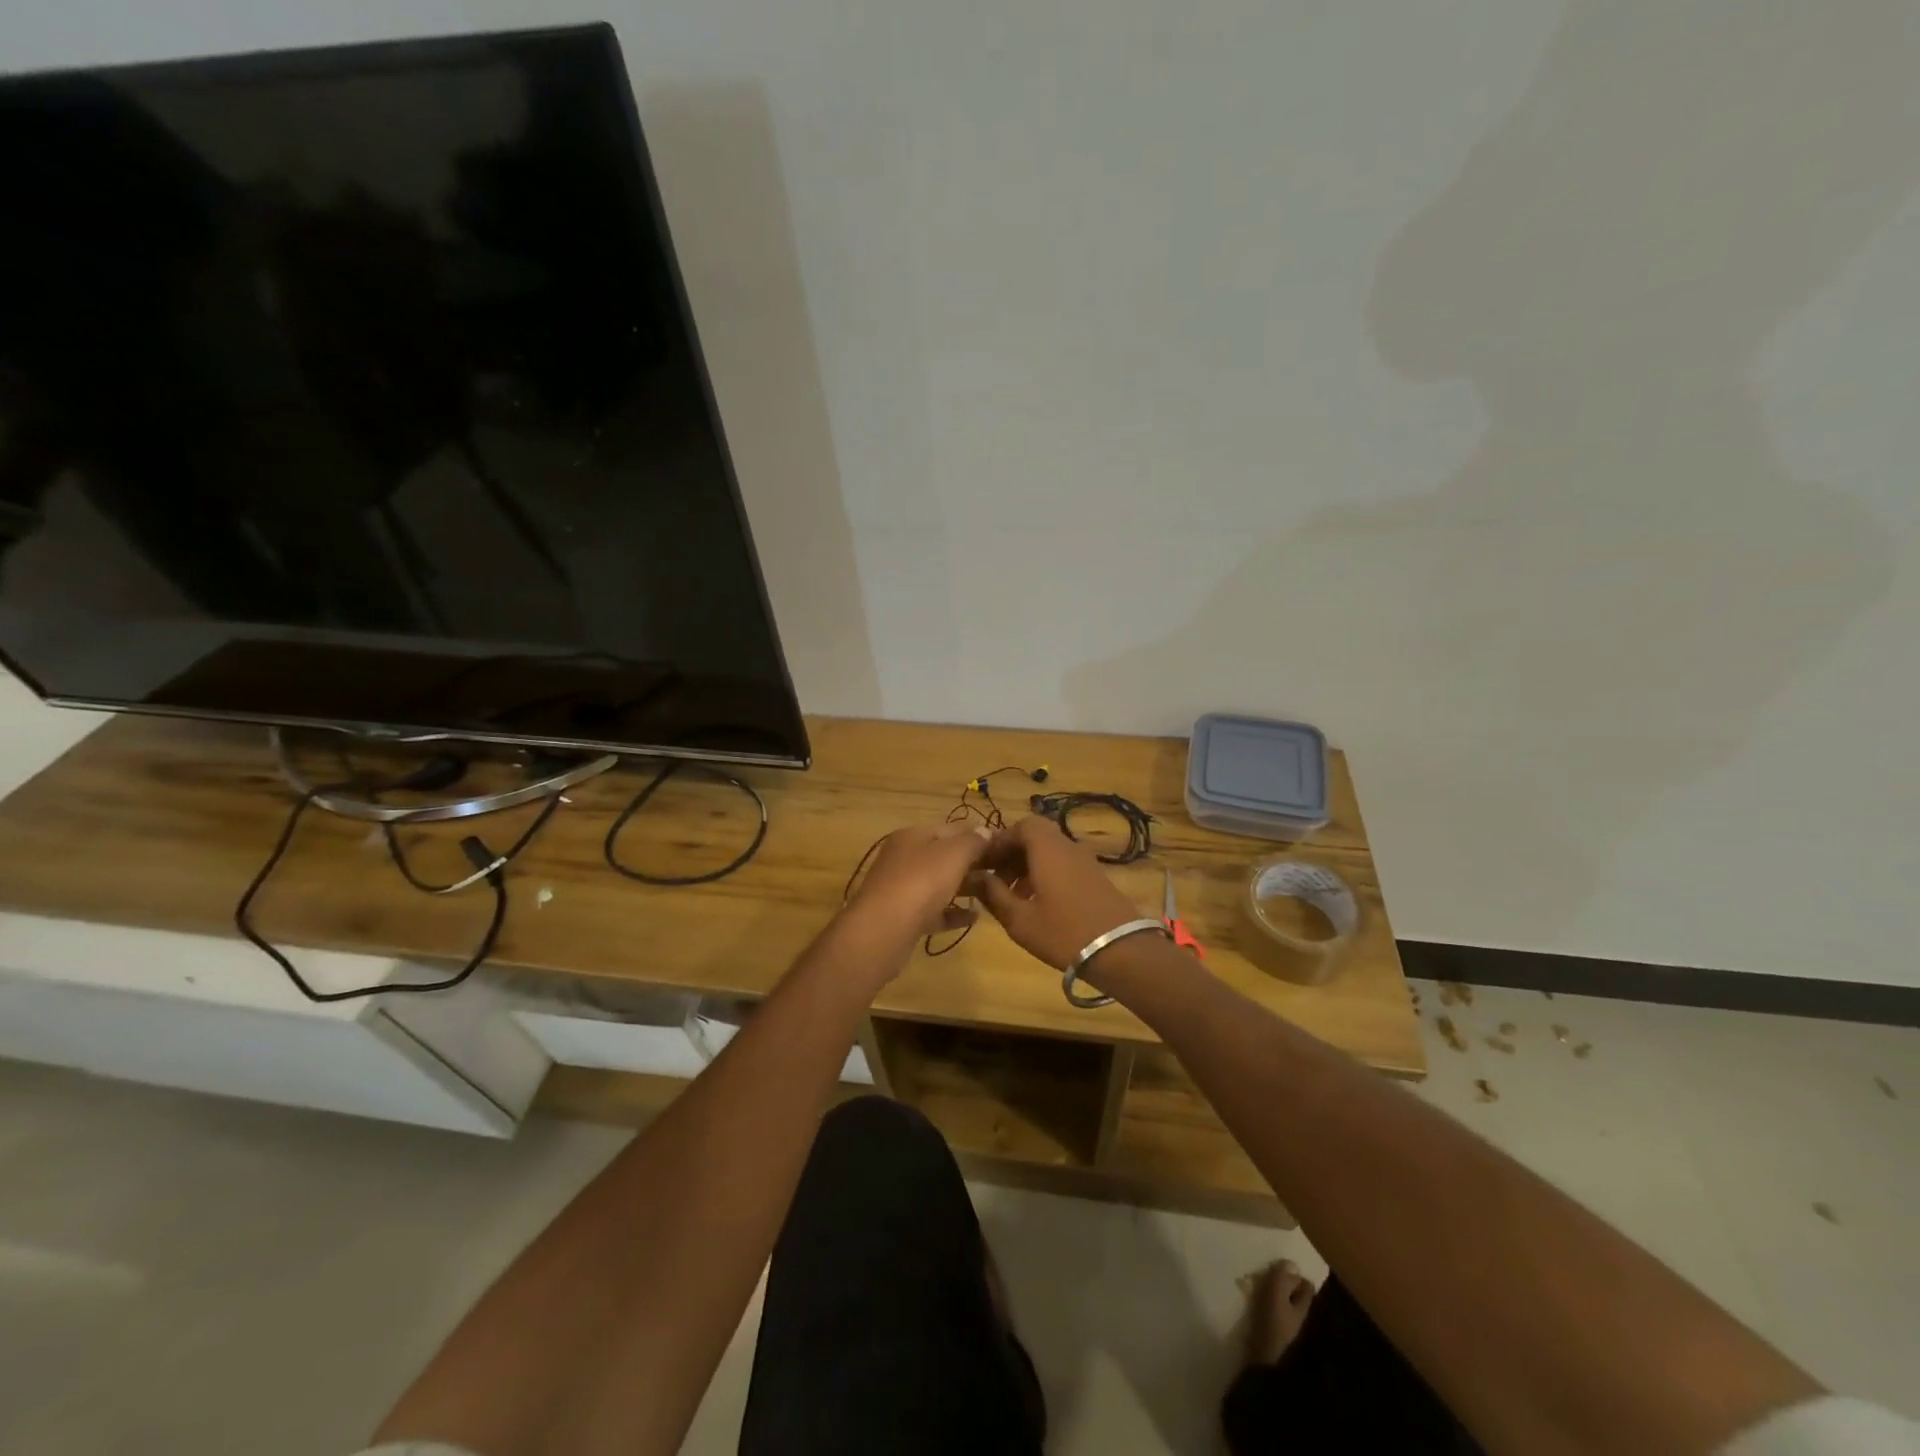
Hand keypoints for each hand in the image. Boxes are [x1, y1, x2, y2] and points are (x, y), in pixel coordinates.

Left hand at [839, 821, 996, 966]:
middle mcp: (904, 858)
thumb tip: (986, 831)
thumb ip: (972, 841)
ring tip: (991, 893)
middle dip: (973, 862)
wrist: (883, 931)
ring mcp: (902, 888)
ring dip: (965, 887)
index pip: (952, 828)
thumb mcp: (953, 855)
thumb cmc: (921, 882)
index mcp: (913, 836)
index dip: (978, 834)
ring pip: (939, 883)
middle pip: (944, 855)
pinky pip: (934, 910)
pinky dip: (953, 912)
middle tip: (1002, 872)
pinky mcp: (903, 917)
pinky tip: (974, 918)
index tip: (1005, 847)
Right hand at [973, 815, 1145, 970]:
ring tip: (1011, 895)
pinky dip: (1045, 874)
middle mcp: (1067, 846)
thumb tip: (973, 878)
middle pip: (1035, 836)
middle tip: (994, 879)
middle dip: (1011, 853)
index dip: (999, 841)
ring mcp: (1085, 861)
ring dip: (1027, 865)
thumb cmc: (1064, 932)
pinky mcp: (1095, 877)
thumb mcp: (1019, 919)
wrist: (1121, 951)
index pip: (1020, 826)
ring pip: (1049, 851)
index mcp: (1047, 848)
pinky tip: (1036, 903)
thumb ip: (993, 895)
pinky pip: (1063, 864)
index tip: (983, 863)